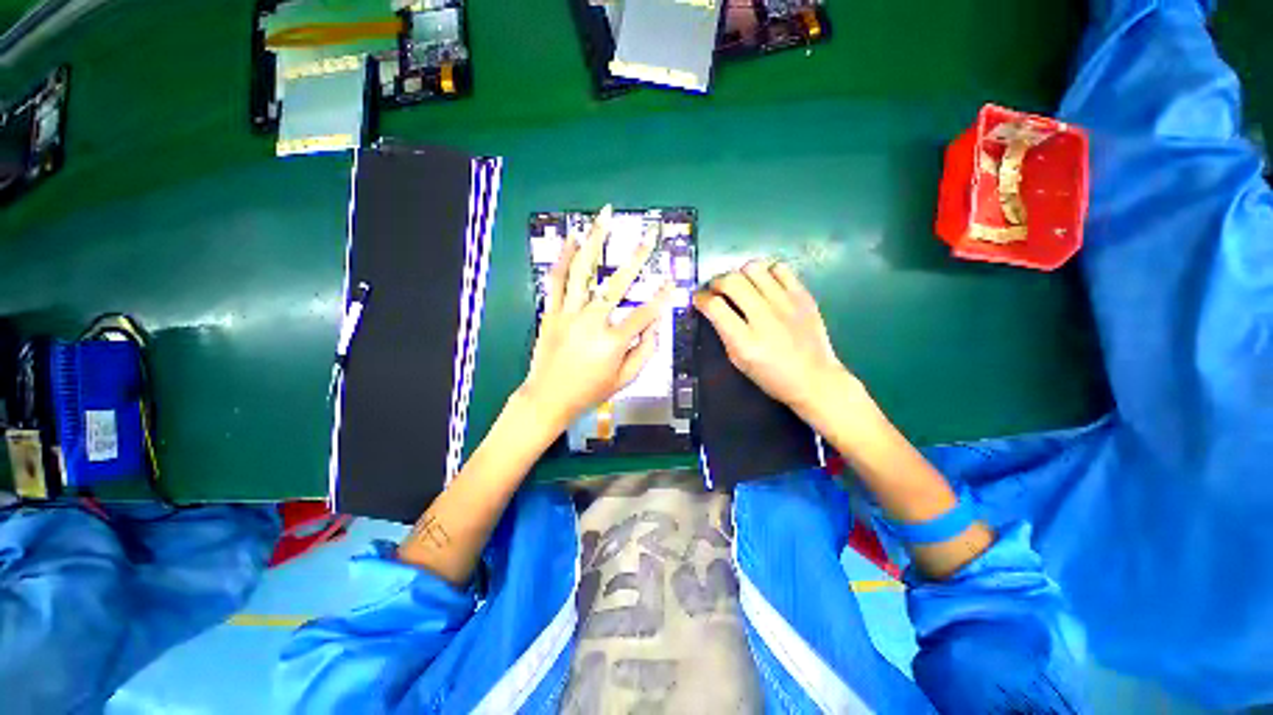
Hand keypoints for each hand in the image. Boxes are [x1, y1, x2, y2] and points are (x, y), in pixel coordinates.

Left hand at [519, 205, 670, 431]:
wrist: (548, 398)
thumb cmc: (589, 391)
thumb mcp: (625, 380)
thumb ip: (645, 353)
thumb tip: (656, 327)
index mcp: (613, 342)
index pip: (644, 314)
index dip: (661, 299)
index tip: (672, 283)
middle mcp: (591, 322)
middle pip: (616, 285)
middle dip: (636, 259)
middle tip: (649, 239)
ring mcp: (568, 314)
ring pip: (583, 271)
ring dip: (595, 242)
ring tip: (604, 217)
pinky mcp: (551, 312)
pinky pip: (556, 281)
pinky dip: (564, 258)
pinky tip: (572, 238)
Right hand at [693, 260, 858, 424]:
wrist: (814, 378)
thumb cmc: (771, 376)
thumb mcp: (738, 361)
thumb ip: (724, 333)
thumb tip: (714, 309)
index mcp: (745, 341)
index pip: (714, 306)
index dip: (700, 298)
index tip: (698, 298)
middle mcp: (764, 318)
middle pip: (731, 281)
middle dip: (717, 282)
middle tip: (717, 290)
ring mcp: (786, 304)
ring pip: (753, 268)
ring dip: (740, 274)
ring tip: (741, 285)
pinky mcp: (803, 296)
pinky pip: (780, 268)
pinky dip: (766, 272)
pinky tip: (765, 284)